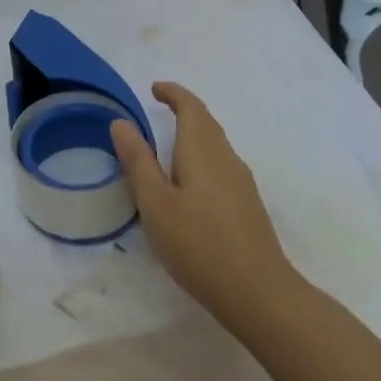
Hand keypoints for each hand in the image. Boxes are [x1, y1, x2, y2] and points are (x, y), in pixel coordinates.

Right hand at [110, 82, 296, 334]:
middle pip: (206, 123)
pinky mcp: (247, 205)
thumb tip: (121, 122)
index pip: (191, 106)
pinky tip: (190, 184)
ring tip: (168, 146)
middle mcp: (226, 157)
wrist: (258, 292)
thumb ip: (137, 161)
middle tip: (159, 110)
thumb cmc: (198, 243)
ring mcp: (242, 182)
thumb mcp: (155, 203)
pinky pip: (221, 165)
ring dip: (193, 135)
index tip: (154, 89)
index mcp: (202, 150)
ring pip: (215, 145)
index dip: (173, 93)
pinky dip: (201, 157)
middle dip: (184, 110)